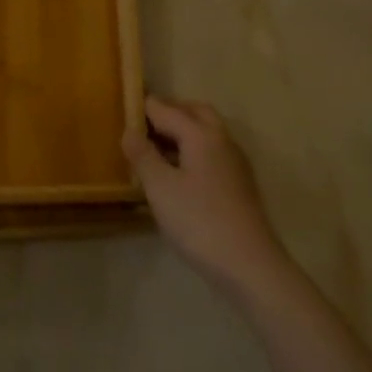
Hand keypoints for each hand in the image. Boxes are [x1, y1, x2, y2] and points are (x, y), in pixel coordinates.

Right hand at [124, 96, 288, 294]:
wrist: (249, 265)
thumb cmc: (199, 221)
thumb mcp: (160, 188)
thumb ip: (143, 155)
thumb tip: (129, 130)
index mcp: (201, 135)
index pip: (167, 109)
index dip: (144, 107)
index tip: (122, 106)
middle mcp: (222, 140)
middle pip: (195, 112)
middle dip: (169, 112)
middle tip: (142, 124)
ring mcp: (235, 162)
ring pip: (207, 132)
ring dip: (183, 130)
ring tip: (154, 148)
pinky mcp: (239, 183)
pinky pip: (212, 152)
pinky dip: (193, 149)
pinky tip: (178, 172)